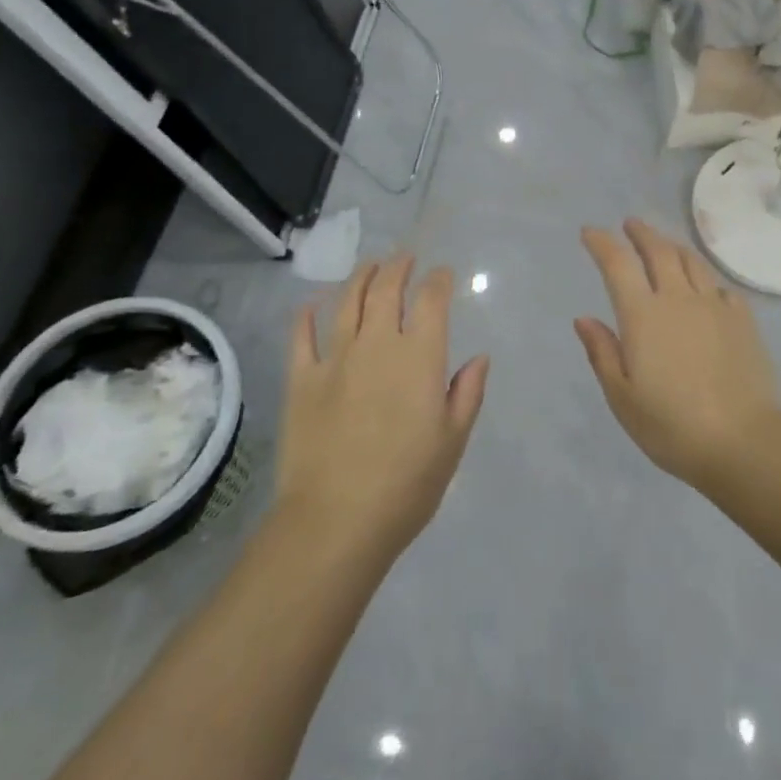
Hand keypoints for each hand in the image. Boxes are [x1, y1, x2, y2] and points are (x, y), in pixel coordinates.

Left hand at [272, 256, 488, 560]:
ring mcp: (335, 359)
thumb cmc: (407, 484)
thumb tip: (479, 357)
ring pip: (347, 303)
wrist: (335, 521)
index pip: (432, 301)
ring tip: (369, 267)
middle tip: (404, 258)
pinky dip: (306, 317)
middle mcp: (378, 344)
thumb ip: (467, 393)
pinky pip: (302, 338)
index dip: (438, 281)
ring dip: (360, 278)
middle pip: (386, 290)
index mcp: (420, 357)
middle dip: (398, 267)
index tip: (442, 274)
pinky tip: (310, 305)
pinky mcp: (301, 380)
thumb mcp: (453, 441)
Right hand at [575, 219, 780, 489]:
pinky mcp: (742, 319)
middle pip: (658, 251)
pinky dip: (704, 278)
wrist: (743, 440)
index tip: (590, 232)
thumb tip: (585, 318)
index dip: (602, 243)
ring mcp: (714, 305)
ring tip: (664, 244)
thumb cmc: (672, 425)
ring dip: (672, 246)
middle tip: (630, 224)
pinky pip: (719, 286)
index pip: (618, 264)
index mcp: (643, 315)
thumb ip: (603, 353)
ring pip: (691, 261)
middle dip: (640, 233)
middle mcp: (678, 298)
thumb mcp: (623, 398)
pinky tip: (704, 287)